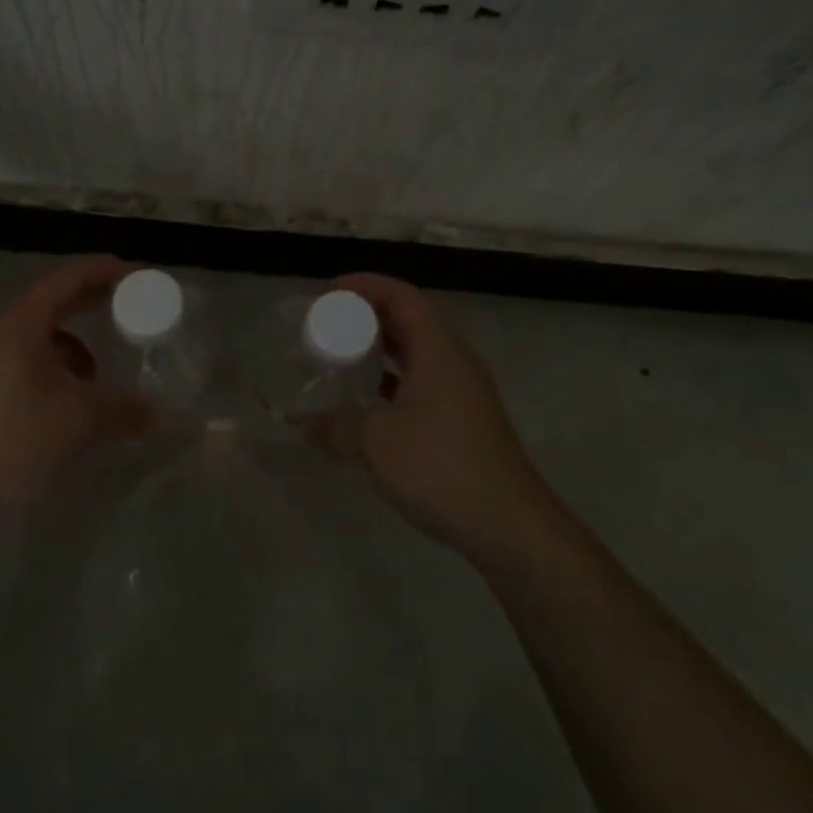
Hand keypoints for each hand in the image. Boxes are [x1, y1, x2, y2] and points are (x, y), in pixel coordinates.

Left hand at [0, 255, 150, 526]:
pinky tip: (68, 403)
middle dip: (91, 302)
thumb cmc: (12, 439)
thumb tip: (158, 415)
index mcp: (21, 324)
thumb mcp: (79, 420)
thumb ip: (123, 409)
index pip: (66, 278)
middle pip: (52, 302)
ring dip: (74, 345)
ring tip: (99, 372)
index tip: (136, 273)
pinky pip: (27, 363)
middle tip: (129, 306)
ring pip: (39, 338)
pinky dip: (55, 370)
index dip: (102, 270)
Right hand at [302, 273, 553, 565]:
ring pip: (415, 354)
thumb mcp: (377, 443)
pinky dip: (391, 382)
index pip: (402, 296)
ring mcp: (462, 392)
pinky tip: (366, 403)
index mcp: (439, 350)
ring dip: (379, 351)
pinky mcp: (462, 420)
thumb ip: (336, 427)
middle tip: (328, 325)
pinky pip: (420, 383)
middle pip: (409, 320)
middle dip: (367, 317)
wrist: (510, 526)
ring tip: (341, 358)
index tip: (329, 292)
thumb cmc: (442, 468)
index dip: (365, 285)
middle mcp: (453, 362)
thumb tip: (303, 424)